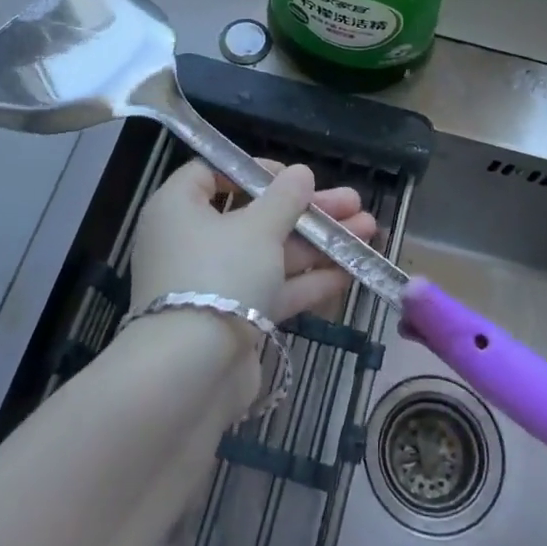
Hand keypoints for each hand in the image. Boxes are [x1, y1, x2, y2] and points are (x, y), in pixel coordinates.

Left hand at [128, 159, 374, 323]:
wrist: (192, 374)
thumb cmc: (219, 275)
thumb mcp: (258, 227)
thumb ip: (285, 198)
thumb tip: (300, 173)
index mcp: (178, 208)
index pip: (211, 173)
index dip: (254, 170)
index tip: (292, 178)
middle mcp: (191, 242)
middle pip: (254, 214)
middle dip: (307, 210)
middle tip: (353, 202)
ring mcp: (213, 283)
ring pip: (271, 253)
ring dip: (318, 242)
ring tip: (368, 229)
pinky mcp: (233, 319)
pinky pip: (272, 289)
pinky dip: (307, 279)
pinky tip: (351, 269)